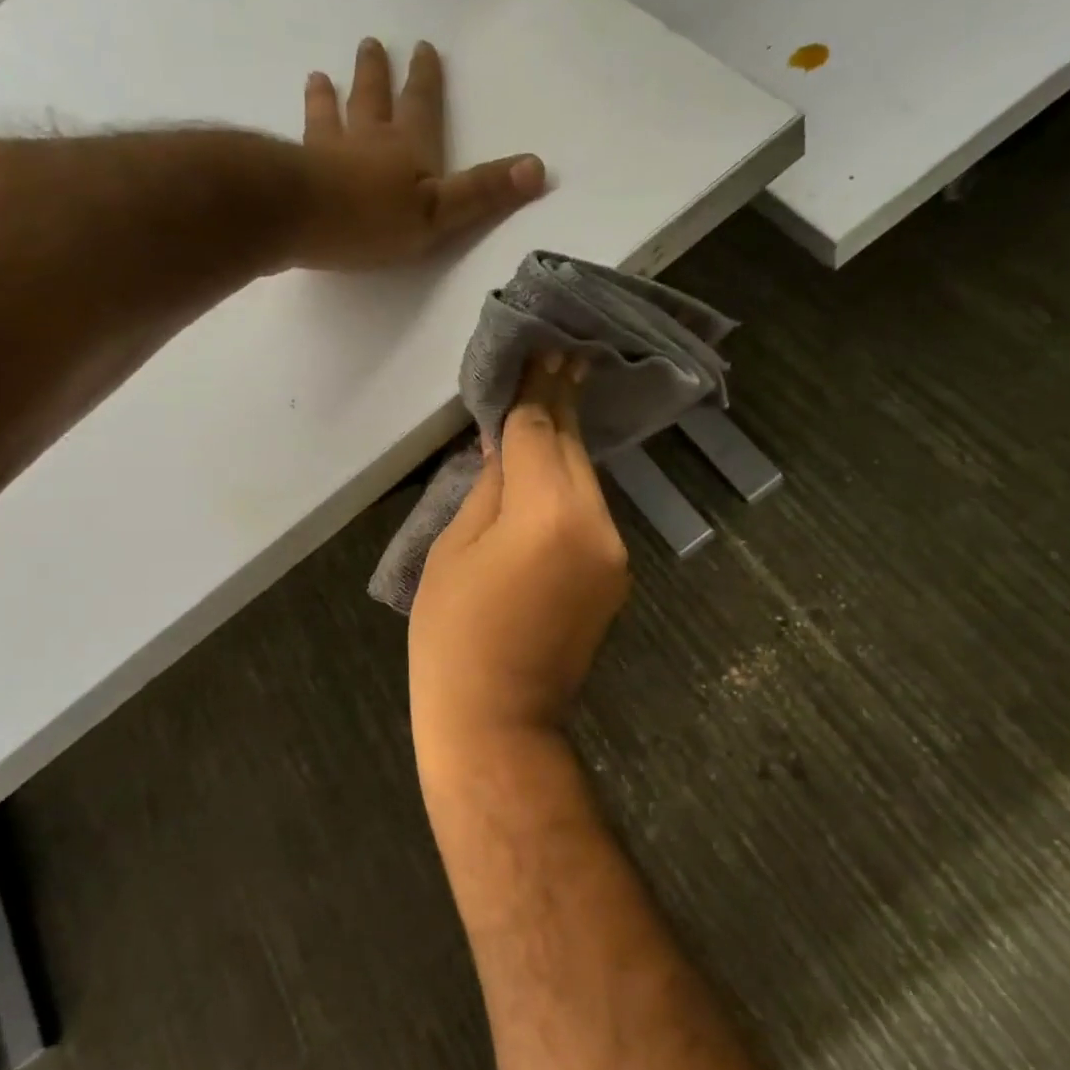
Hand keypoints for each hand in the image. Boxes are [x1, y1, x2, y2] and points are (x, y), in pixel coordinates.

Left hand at [295, 38, 547, 270]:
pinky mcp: (293, 173)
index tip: (424, 47)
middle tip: (371, 43)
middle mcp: (366, 139)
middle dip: (376, 73)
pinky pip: (295, 146)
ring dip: (327, 97)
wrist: (300, 218)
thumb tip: (538, 167)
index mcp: (407, 147)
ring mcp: (325, 152)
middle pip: (372, 98)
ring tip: (318, 76)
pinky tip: (278, 135)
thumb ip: (483, 192)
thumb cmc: (374, 218)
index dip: (426, 79)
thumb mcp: (440, 212)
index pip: (421, 105)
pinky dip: (295, 135)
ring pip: (329, 116)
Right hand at [409, 355, 630, 743]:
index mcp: (548, 513)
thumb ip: (489, 489)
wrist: (498, 722)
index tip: (546, 347)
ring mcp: (615, 553)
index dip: (536, 389)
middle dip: (561, 405)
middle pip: (574, 450)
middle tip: (561, 357)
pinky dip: (570, 491)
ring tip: (553, 407)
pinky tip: (553, 477)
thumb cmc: (454, 637)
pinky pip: (591, 516)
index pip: (540, 432)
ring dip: (566, 449)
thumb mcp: (454, 551)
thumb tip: (506, 449)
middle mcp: (596, 523)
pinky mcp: (616, 577)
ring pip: (587, 482)